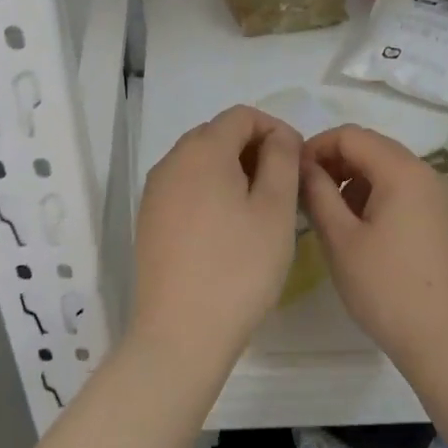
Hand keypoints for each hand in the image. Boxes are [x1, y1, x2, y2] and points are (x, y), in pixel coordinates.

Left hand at [129, 106, 302, 366]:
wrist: (182, 331)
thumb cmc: (239, 267)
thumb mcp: (276, 209)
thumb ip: (282, 159)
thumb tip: (277, 136)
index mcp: (202, 150)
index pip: (241, 116)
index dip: (275, 128)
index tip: (298, 161)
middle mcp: (171, 161)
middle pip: (216, 135)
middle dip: (253, 148)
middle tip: (284, 185)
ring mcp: (154, 192)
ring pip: (199, 162)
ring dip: (232, 170)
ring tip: (260, 207)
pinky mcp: (149, 220)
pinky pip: (184, 188)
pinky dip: (210, 191)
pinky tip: (228, 227)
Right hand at [299, 125, 447, 371]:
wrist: (442, 339)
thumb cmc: (385, 287)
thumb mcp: (339, 238)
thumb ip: (317, 192)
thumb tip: (302, 166)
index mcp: (403, 171)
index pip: (350, 135)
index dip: (315, 147)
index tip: (291, 175)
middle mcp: (426, 173)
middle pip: (371, 147)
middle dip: (333, 162)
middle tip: (304, 194)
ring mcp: (438, 196)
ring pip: (385, 169)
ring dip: (352, 180)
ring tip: (327, 215)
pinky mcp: (441, 218)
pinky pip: (401, 189)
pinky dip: (373, 195)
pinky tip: (357, 229)